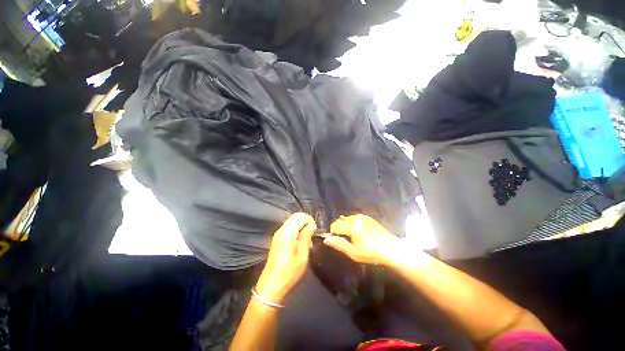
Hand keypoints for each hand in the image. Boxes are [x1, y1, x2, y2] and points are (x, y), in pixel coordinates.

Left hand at [255, 213, 315, 303]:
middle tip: (312, 234)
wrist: (272, 285)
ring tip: (307, 240)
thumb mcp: (302, 256)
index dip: (310, 220)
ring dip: (301, 226)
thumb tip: (311, 226)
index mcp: (287, 233)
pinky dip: (296, 229)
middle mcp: (281, 230)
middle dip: (306, 221)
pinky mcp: (277, 238)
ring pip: (292, 221)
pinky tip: (300, 241)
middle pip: (295, 216)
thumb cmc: (289, 272)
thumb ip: (306, 237)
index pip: (300, 216)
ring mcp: (278, 233)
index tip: (315, 231)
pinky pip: (289, 227)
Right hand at [323, 214, 398, 264]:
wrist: (390, 248)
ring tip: (353, 236)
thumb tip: (325, 239)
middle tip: (346, 240)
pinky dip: (352, 223)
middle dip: (339, 228)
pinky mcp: (367, 217)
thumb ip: (339, 244)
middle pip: (340, 220)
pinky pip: (354, 217)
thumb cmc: (371, 253)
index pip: (335, 226)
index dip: (334, 233)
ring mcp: (362, 216)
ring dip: (345, 225)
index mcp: (352, 226)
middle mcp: (356, 218)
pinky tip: (359, 232)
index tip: (339, 241)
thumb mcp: (353, 252)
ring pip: (346, 218)